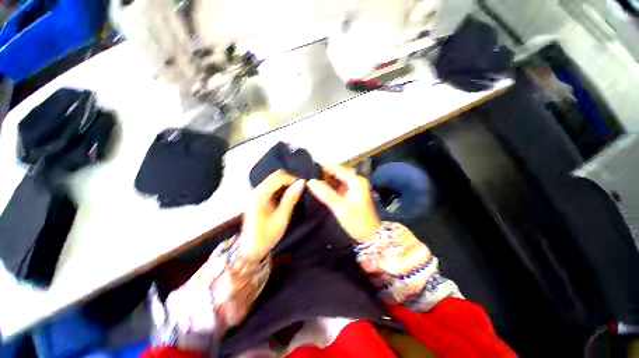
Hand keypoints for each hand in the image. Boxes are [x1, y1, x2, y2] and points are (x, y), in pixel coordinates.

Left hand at [241, 170, 305, 259]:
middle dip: (289, 180)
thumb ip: (291, 198)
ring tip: (296, 193)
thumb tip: (302, 183)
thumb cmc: (267, 235)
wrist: (251, 249)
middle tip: (300, 190)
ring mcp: (256, 194)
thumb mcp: (282, 217)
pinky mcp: (259, 198)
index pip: (278, 177)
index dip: (292, 179)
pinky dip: (282, 189)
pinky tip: (288, 197)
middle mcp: (256, 190)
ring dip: (286, 184)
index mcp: (260, 195)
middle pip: (275, 176)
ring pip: (274, 180)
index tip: (303, 187)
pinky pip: (272, 187)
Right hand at [307, 165, 380, 242]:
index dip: (323, 168)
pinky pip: (336, 187)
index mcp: (356, 181)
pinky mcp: (349, 195)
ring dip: (324, 181)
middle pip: (336, 173)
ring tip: (309, 181)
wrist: (369, 237)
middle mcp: (355, 181)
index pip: (337, 169)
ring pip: (335, 180)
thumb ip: (325, 194)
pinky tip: (318, 189)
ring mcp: (352, 188)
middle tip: (306, 176)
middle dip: (323, 174)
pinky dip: (328, 187)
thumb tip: (310, 181)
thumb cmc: (357, 222)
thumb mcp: (340, 208)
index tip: (308, 169)